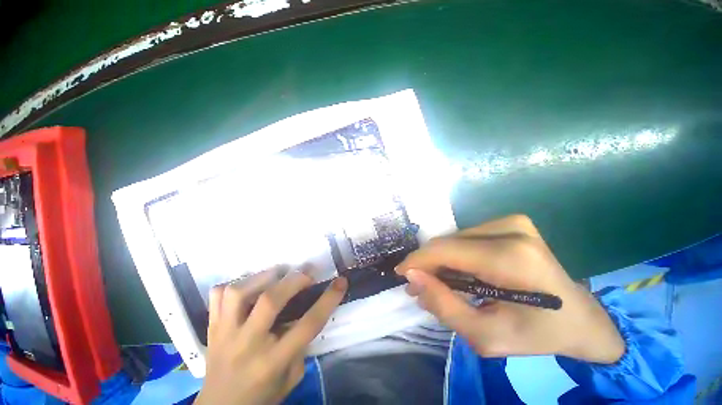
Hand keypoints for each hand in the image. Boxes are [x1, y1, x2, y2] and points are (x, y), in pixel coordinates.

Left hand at [195, 266, 346, 404]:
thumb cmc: (261, 396)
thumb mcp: (291, 378)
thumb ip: (300, 346)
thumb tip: (303, 313)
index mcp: (272, 361)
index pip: (307, 325)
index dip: (328, 299)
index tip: (341, 281)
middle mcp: (247, 344)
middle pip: (270, 301)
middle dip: (295, 280)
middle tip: (307, 273)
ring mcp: (224, 334)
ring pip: (239, 293)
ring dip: (263, 276)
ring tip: (277, 273)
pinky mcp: (211, 328)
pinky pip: (216, 296)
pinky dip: (233, 285)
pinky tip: (249, 286)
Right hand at [395, 215, 623, 363]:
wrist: (583, 319)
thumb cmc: (538, 334)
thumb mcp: (487, 336)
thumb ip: (444, 306)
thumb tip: (413, 278)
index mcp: (510, 258)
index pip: (445, 250)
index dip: (417, 260)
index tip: (401, 274)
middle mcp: (511, 230)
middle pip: (448, 242)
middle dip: (428, 264)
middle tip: (419, 285)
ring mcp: (513, 222)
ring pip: (454, 238)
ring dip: (441, 260)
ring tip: (439, 282)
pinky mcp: (512, 222)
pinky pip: (466, 237)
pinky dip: (456, 255)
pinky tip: (460, 272)